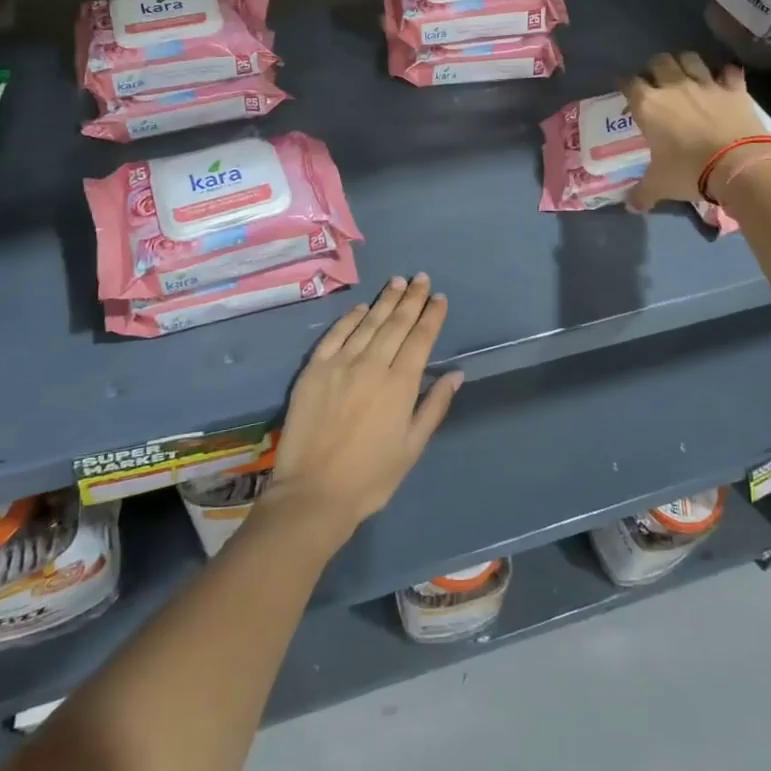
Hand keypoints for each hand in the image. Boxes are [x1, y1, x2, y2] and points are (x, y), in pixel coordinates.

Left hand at [262, 275, 462, 547]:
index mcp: (400, 385)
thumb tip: (456, 374)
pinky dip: (349, 319)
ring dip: (385, 301)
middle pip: (396, 324)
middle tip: (421, 278)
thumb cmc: (371, 477)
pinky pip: (334, 335)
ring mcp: (340, 364)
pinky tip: (360, 308)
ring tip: (398, 282)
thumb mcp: (412, 447)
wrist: (313, 492)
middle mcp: (372, 365)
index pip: (420, 339)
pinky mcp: (314, 370)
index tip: (439, 298)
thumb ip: (434, 406)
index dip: (431, 316)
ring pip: (367, 323)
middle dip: (411, 299)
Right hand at [618, 51, 770, 210]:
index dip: (624, 83)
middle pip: (659, 62)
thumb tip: (630, 206)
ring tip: (684, 73)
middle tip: (654, 80)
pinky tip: (723, 80)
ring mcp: (706, 84)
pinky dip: (725, 74)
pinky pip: (729, 72)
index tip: (623, 88)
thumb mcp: (659, 185)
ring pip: (690, 58)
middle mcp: (674, 87)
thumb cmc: (688, 171)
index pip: (629, 83)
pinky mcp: (734, 89)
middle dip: (653, 67)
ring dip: (684, 63)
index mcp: (648, 106)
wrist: (738, 165)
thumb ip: (642, 193)